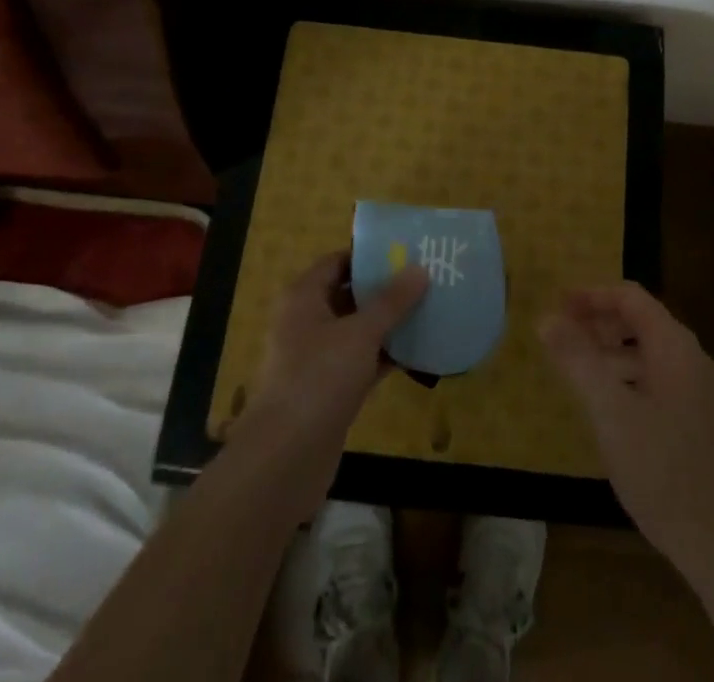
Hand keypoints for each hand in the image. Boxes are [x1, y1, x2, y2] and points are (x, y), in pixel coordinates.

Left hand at [235, 251, 428, 516]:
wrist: (284, 460)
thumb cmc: (318, 379)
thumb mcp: (360, 334)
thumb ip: (391, 302)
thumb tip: (420, 269)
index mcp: (303, 298)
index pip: (338, 262)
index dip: (369, 256)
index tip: (406, 252)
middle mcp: (307, 322)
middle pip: (349, 295)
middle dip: (385, 289)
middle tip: (425, 279)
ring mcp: (317, 358)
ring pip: (358, 330)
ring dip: (388, 324)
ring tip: (429, 309)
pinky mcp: (329, 391)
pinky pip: (362, 362)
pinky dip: (385, 356)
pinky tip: (419, 352)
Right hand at [540, 282, 713, 577]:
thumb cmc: (665, 472)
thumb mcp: (612, 413)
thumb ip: (578, 361)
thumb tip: (546, 319)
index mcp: (675, 347)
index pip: (631, 298)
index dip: (592, 295)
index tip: (557, 304)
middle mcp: (693, 361)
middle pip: (641, 322)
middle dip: (599, 323)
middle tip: (561, 336)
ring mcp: (702, 394)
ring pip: (650, 355)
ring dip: (612, 353)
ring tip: (576, 371)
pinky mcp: (703, 425)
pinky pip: (660, 382)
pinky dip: (629, 379)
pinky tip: (610, 410)